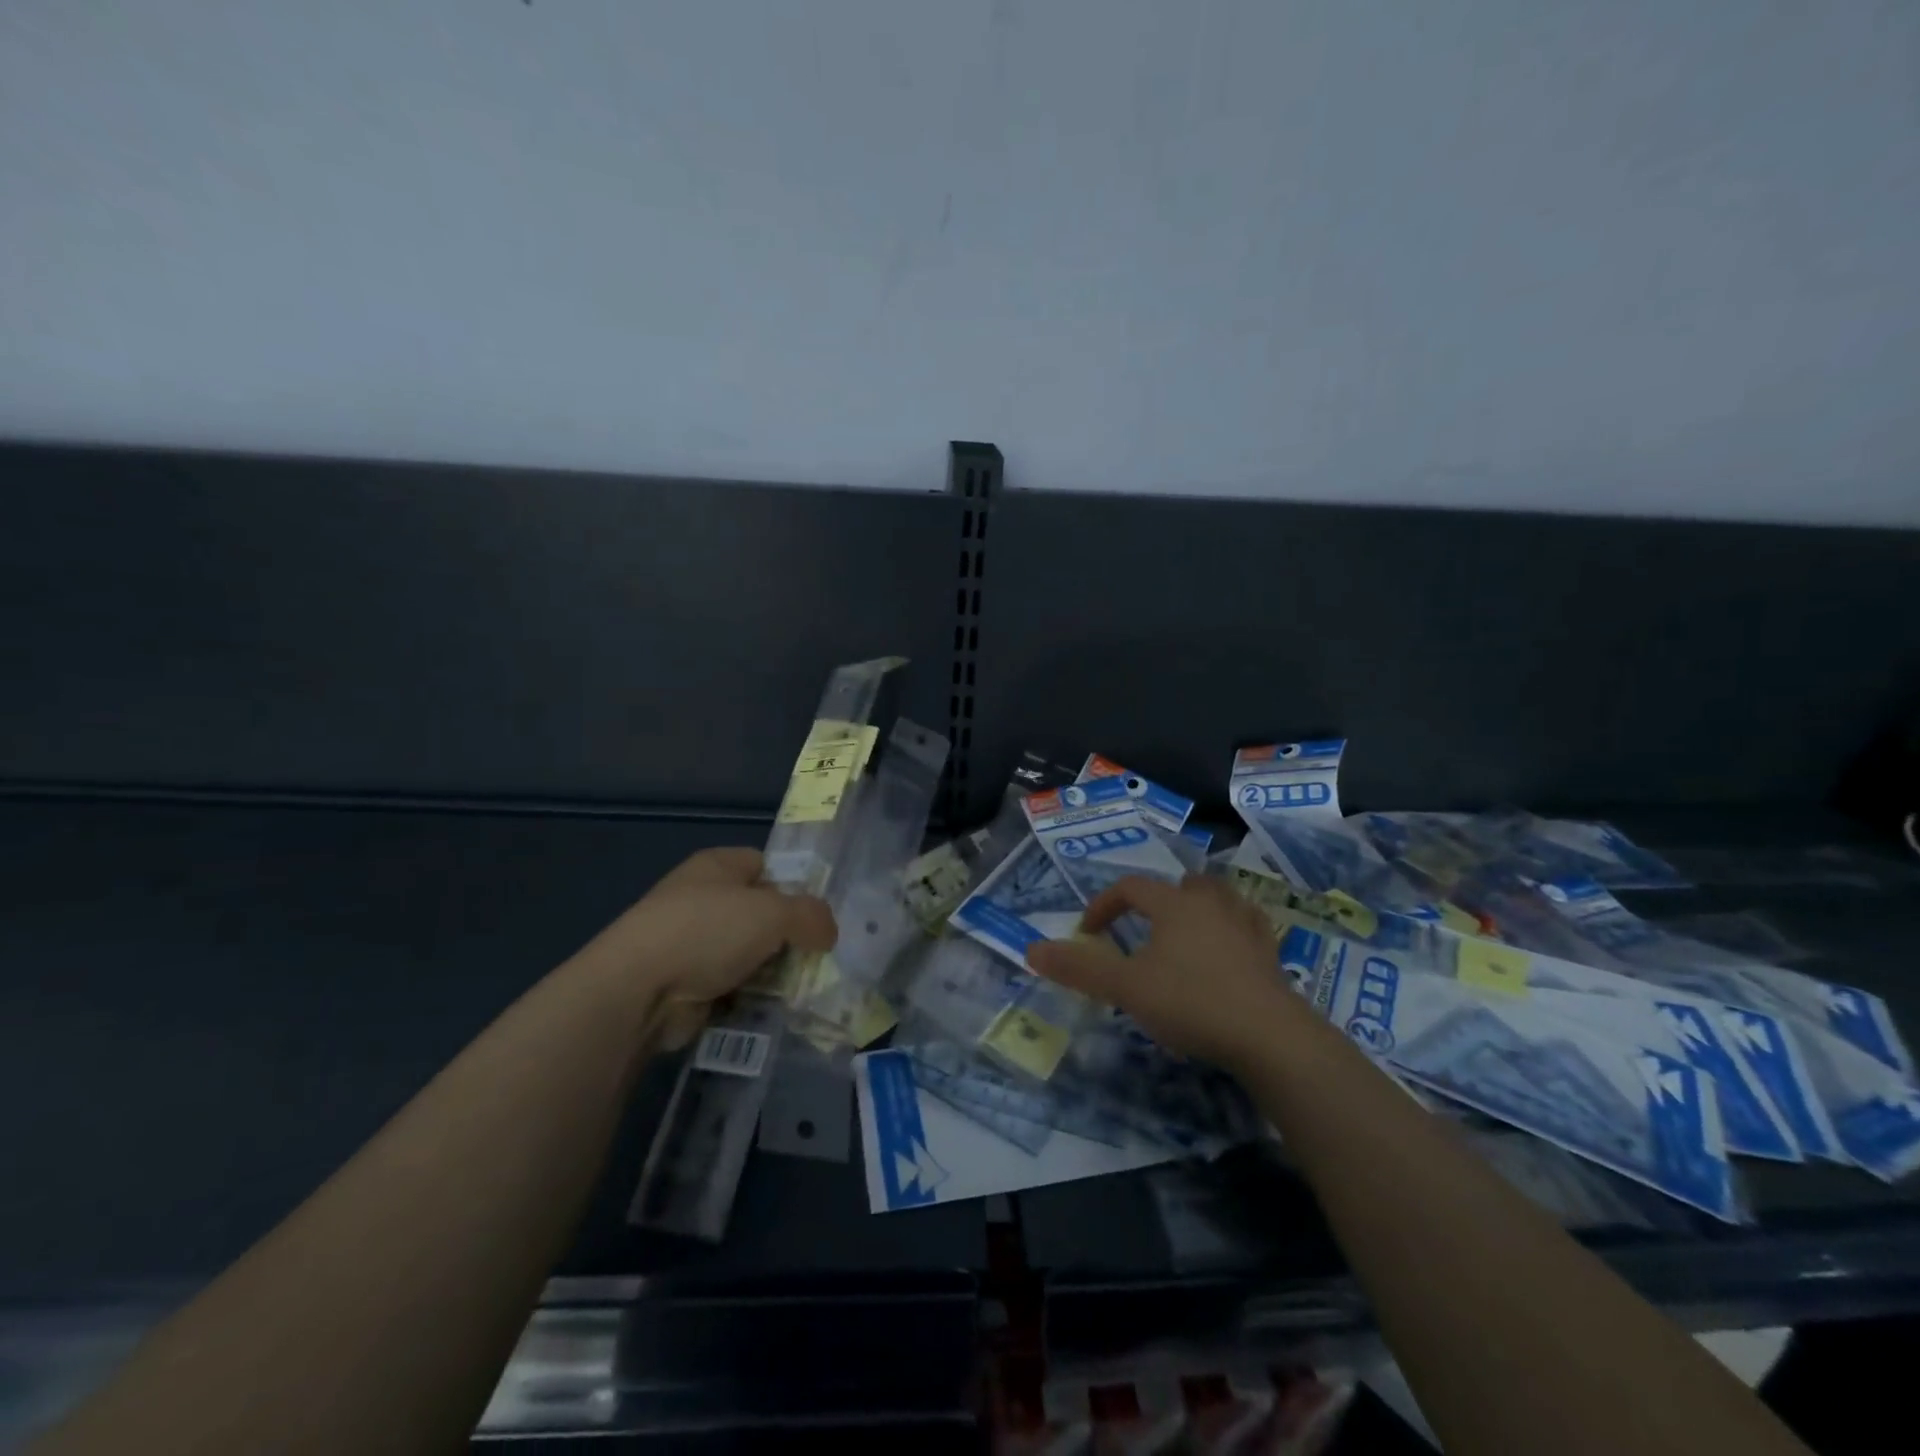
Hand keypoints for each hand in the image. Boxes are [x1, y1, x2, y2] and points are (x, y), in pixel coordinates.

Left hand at [569, 847, 835, 1042]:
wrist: (637, 990)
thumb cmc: (708, 931)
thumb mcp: (774, 912)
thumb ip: (811, 916)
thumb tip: (828, 933)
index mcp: (717, 866)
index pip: (765, 866)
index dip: (793, 886)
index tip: (814, 916)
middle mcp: (700, 897)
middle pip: (758, 913)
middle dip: (786, 936)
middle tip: (814, 956)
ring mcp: (687, 942)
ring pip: (746, 953)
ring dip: (769, 971)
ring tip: (799, 988)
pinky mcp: (681, 982)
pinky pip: (728, 985)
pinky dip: (746, 997)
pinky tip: (767, 1009)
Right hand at [1025, 874, 1295, 1069]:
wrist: (1270, 1036)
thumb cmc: (1190, 1002)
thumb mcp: (1126, 987)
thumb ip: (1079, 968)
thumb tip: (1030, 949)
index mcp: (1173, 905)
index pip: (1131, 888)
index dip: (1104, 905)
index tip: (1088, 933)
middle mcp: (1211, 904)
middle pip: (1181, 884)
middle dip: (1158, 900)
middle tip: (1143, 928)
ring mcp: (1246, 926)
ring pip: (1219, 898)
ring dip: (1198, 907)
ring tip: (1185, 933)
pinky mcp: (1270, 954)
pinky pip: (1249, 925)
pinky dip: (1233, 929)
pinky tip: (1229, 949)